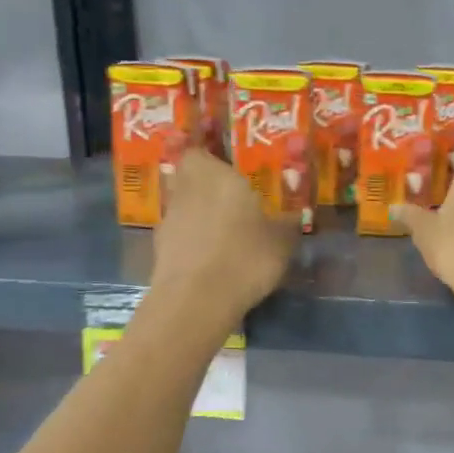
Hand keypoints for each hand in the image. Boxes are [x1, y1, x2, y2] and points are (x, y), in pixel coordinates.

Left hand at [152, 149, 299, 317]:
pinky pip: (181, 235)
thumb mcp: (282, 240)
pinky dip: (194, 242)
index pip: (200, 151)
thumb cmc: (245, 256)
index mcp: (214, 175)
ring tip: (227, 234)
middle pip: (190, 178)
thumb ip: (288, 222)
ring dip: (200, 215)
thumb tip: (294, 215)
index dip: (212, 159)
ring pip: (184, 206)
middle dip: (208, 187)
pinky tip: (214, 259)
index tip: (232, 172)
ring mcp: (169, 220)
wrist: (196, 301)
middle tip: (234, 201)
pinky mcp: (159, 249)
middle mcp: (186, 190)